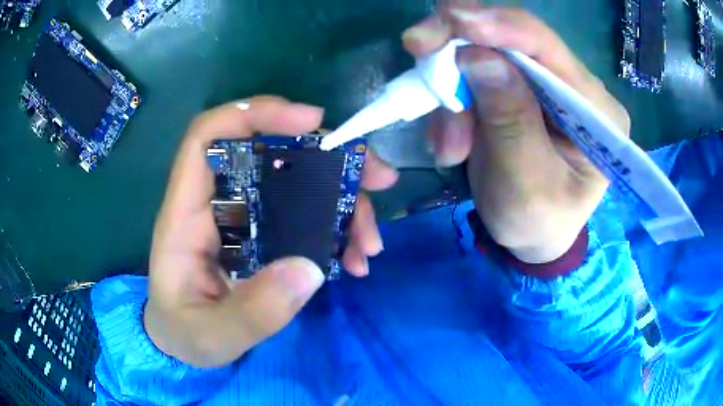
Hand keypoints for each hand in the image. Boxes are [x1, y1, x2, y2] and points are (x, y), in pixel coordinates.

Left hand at [145, 97, 396, 367]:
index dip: (256, 114)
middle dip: (329, 156)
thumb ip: (252, 313)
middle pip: (271, 152)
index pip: (210, 135)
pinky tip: (355, 259)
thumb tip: (309, 269)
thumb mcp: (212, 334)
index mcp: (186, 214)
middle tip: (378, 178)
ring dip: (343, 202)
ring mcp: (243, 217)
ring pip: (298, 183)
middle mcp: (216, 203)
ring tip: (370, 243)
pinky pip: (306, 216)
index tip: (312, 121)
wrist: (184, 344)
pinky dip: (337, 230)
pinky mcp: (264, 236)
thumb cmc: (184, 334)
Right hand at [402, 4, 630, 262]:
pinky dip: (453, 98)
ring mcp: (546, 83)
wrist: (532, 236)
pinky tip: (452, 138)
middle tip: (418, 51)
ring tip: (448, 144)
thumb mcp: (526, 187)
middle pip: (513, 38)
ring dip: (453, 87)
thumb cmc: (538, 223)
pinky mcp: (519, 87)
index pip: (550, 48)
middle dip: (461, 47)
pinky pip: (475, 72)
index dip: (500, 25)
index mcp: (597, 111)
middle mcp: (576, 85)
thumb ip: (510, 121)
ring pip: (486, 52)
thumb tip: (477, 56)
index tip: (452, 19)